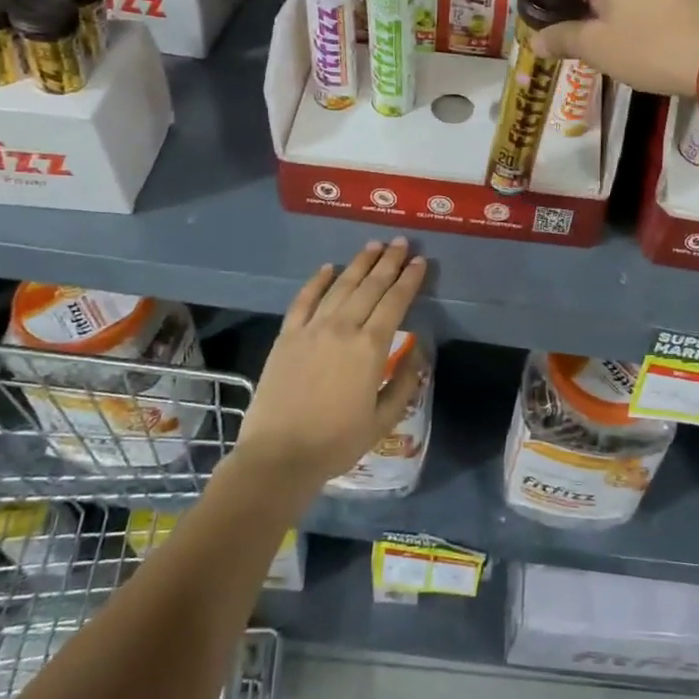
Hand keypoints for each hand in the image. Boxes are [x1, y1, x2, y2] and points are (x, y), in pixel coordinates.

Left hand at [234, 239, 426, 489]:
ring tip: (373, 246)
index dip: (409, 280)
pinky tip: (327, 268)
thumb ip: (404, 381)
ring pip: (340, 286)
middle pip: (370, 286)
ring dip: (359, 264)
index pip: (395, 302)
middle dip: (388, 262)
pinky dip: (317, 281)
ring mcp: (312, 328)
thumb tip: (416, 349)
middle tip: (400, 242)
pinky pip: (304, 299)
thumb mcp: (383, 419)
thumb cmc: (336, 442)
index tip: (419, 261)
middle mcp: (343, 328)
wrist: (278, 456)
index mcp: (370, 348)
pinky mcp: (287, 336)